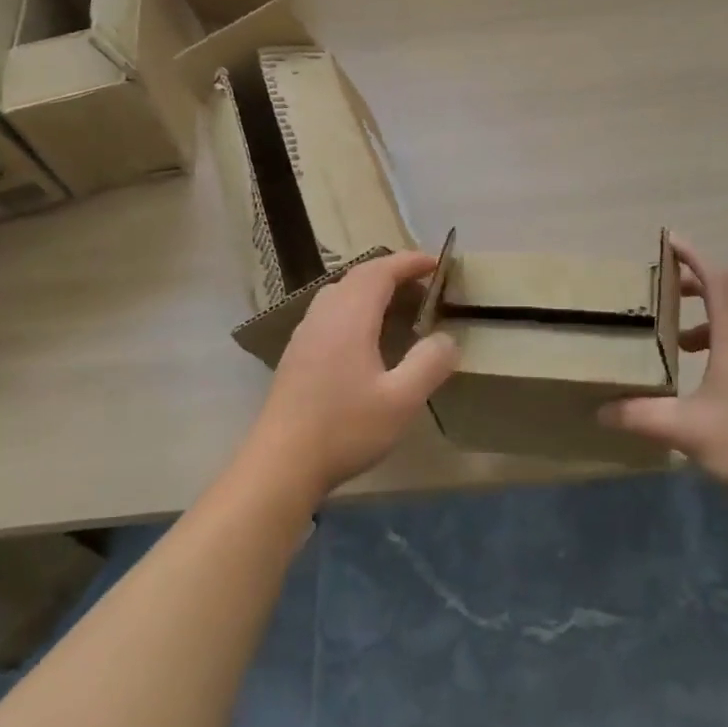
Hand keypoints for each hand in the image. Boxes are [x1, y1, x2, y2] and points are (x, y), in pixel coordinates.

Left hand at [247, 252, 458, 501]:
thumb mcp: (401, 401)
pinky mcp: (296, 354)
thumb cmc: (344, 429)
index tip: (435, 263)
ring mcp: (305, 334)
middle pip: (358, 276)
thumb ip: (429, 363)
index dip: (409, 262)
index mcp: (350, 317)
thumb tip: (446, 338)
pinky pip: (329, 311)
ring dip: (371, 288)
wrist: (280, 464)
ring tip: (396, 306)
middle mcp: (324, 315)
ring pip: (340, 292)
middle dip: (392, 272)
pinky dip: (354, 307)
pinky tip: (364, 338)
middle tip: (422, 284)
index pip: (380, 271)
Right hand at [601, 238, 727, 504]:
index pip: (717, 277)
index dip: (693, 254)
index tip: (668, 241)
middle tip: (661, 289)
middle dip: (693, 283)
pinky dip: (718, 345)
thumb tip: (600, 410)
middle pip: (727, 293)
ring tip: (675, 341)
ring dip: (705, 319)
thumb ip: (642, 416)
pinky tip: (701, 380)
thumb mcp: (688, 429)